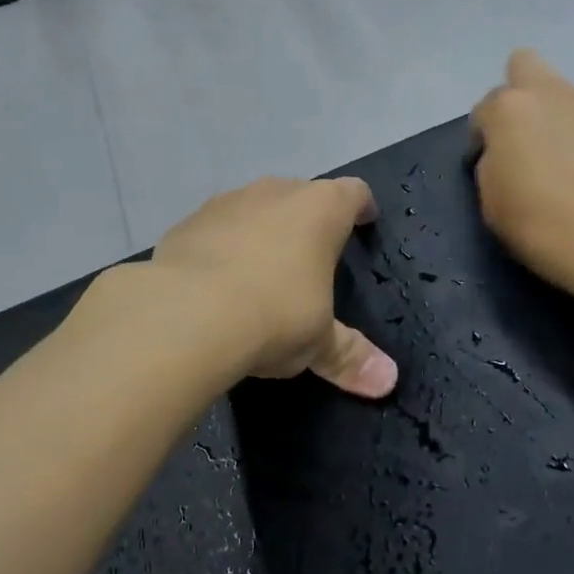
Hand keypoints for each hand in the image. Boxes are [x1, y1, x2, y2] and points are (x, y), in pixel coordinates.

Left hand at [150, 178, 398, 397]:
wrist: (185, 314)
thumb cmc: (274, 315)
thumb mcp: (318, 342)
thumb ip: (350, 355)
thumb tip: (388, 381)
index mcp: (320, 209)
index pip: (352, 193)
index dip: (361, 207)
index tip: (364, 221)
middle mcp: (276, 192)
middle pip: (301, 194)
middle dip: (307, 218)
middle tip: (311, 254)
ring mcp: (227, 202)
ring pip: (254, 207)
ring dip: (260, 229)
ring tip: (261, 268)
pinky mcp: (187, 223)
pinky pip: (214, 229)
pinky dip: (220, 246)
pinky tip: (215, 280)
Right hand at [471, 50, 573, 324]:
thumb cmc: (547, 229)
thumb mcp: (492, 205)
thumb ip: (492, 164)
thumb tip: (506, 154)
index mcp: (510, 110)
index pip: (484, 108)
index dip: (485, 137)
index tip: (494, 166)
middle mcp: (554, 92)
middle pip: (525, 65)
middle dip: (523, 93)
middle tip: (532, 138)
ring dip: (571, 123)